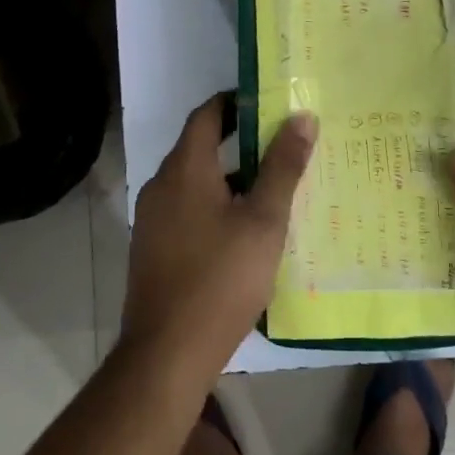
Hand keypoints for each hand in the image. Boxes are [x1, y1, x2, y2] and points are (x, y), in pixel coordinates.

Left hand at [123, 94, 316, 380]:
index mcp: (185, 169)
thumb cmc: (221, 278)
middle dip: (240, 143)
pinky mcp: (153, 249)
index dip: (236, 102)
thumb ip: (282, 167)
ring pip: (195, 183)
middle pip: (200, 147)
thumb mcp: (264, 220)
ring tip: (272, 188)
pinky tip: (245, 230)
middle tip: (283, 146)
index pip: (207, 115)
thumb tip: (301, 118)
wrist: (168, 352)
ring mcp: (153, 220)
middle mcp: (161, 186)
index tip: (269, 104)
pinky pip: (188, 211)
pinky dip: (216, 206)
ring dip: (230, 178)